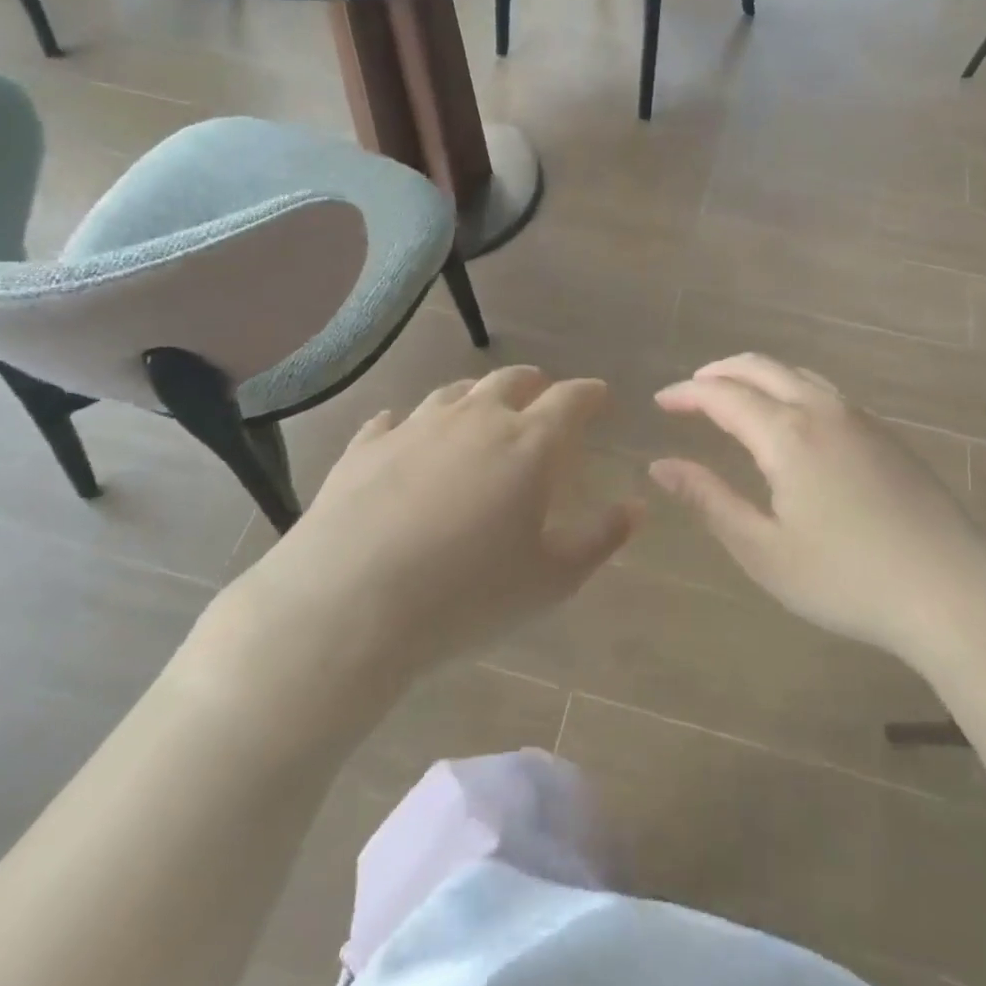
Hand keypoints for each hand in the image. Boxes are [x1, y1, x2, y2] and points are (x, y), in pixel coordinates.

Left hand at [194, 367, 636, 716]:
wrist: (349, 605)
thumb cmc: (467, 595)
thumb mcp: (551, 579)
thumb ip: (601, 538)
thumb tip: (637, 507)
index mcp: (528, 443)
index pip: (570, 399)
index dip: (589, 394)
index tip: (600, 395)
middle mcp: (475, 419)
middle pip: (511, 381)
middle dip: (534, 383)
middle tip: (543, 394)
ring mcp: (415, 426)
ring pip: (454, 393)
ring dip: (476, 396)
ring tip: (481, 409)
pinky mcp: (366, 446)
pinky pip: (393, 420)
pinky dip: (410, 423)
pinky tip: (403, 432)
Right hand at [652, 354, 985, 673]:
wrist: (953, 592)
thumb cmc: (847, 579)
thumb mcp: (764, 550)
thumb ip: (709, 500)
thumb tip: (662, 465)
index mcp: (787, 434)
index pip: (723, 395)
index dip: (687, 394)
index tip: (660, 401)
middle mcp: (822, 410)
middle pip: (761, 368)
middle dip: (719, 372)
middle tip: (690, 390)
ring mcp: (860, 418)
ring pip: (797, 374)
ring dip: (757, 376)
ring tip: (734, 397)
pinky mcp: (886, 435)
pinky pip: (826, 392)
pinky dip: (791, 389)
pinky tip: (791, 419)